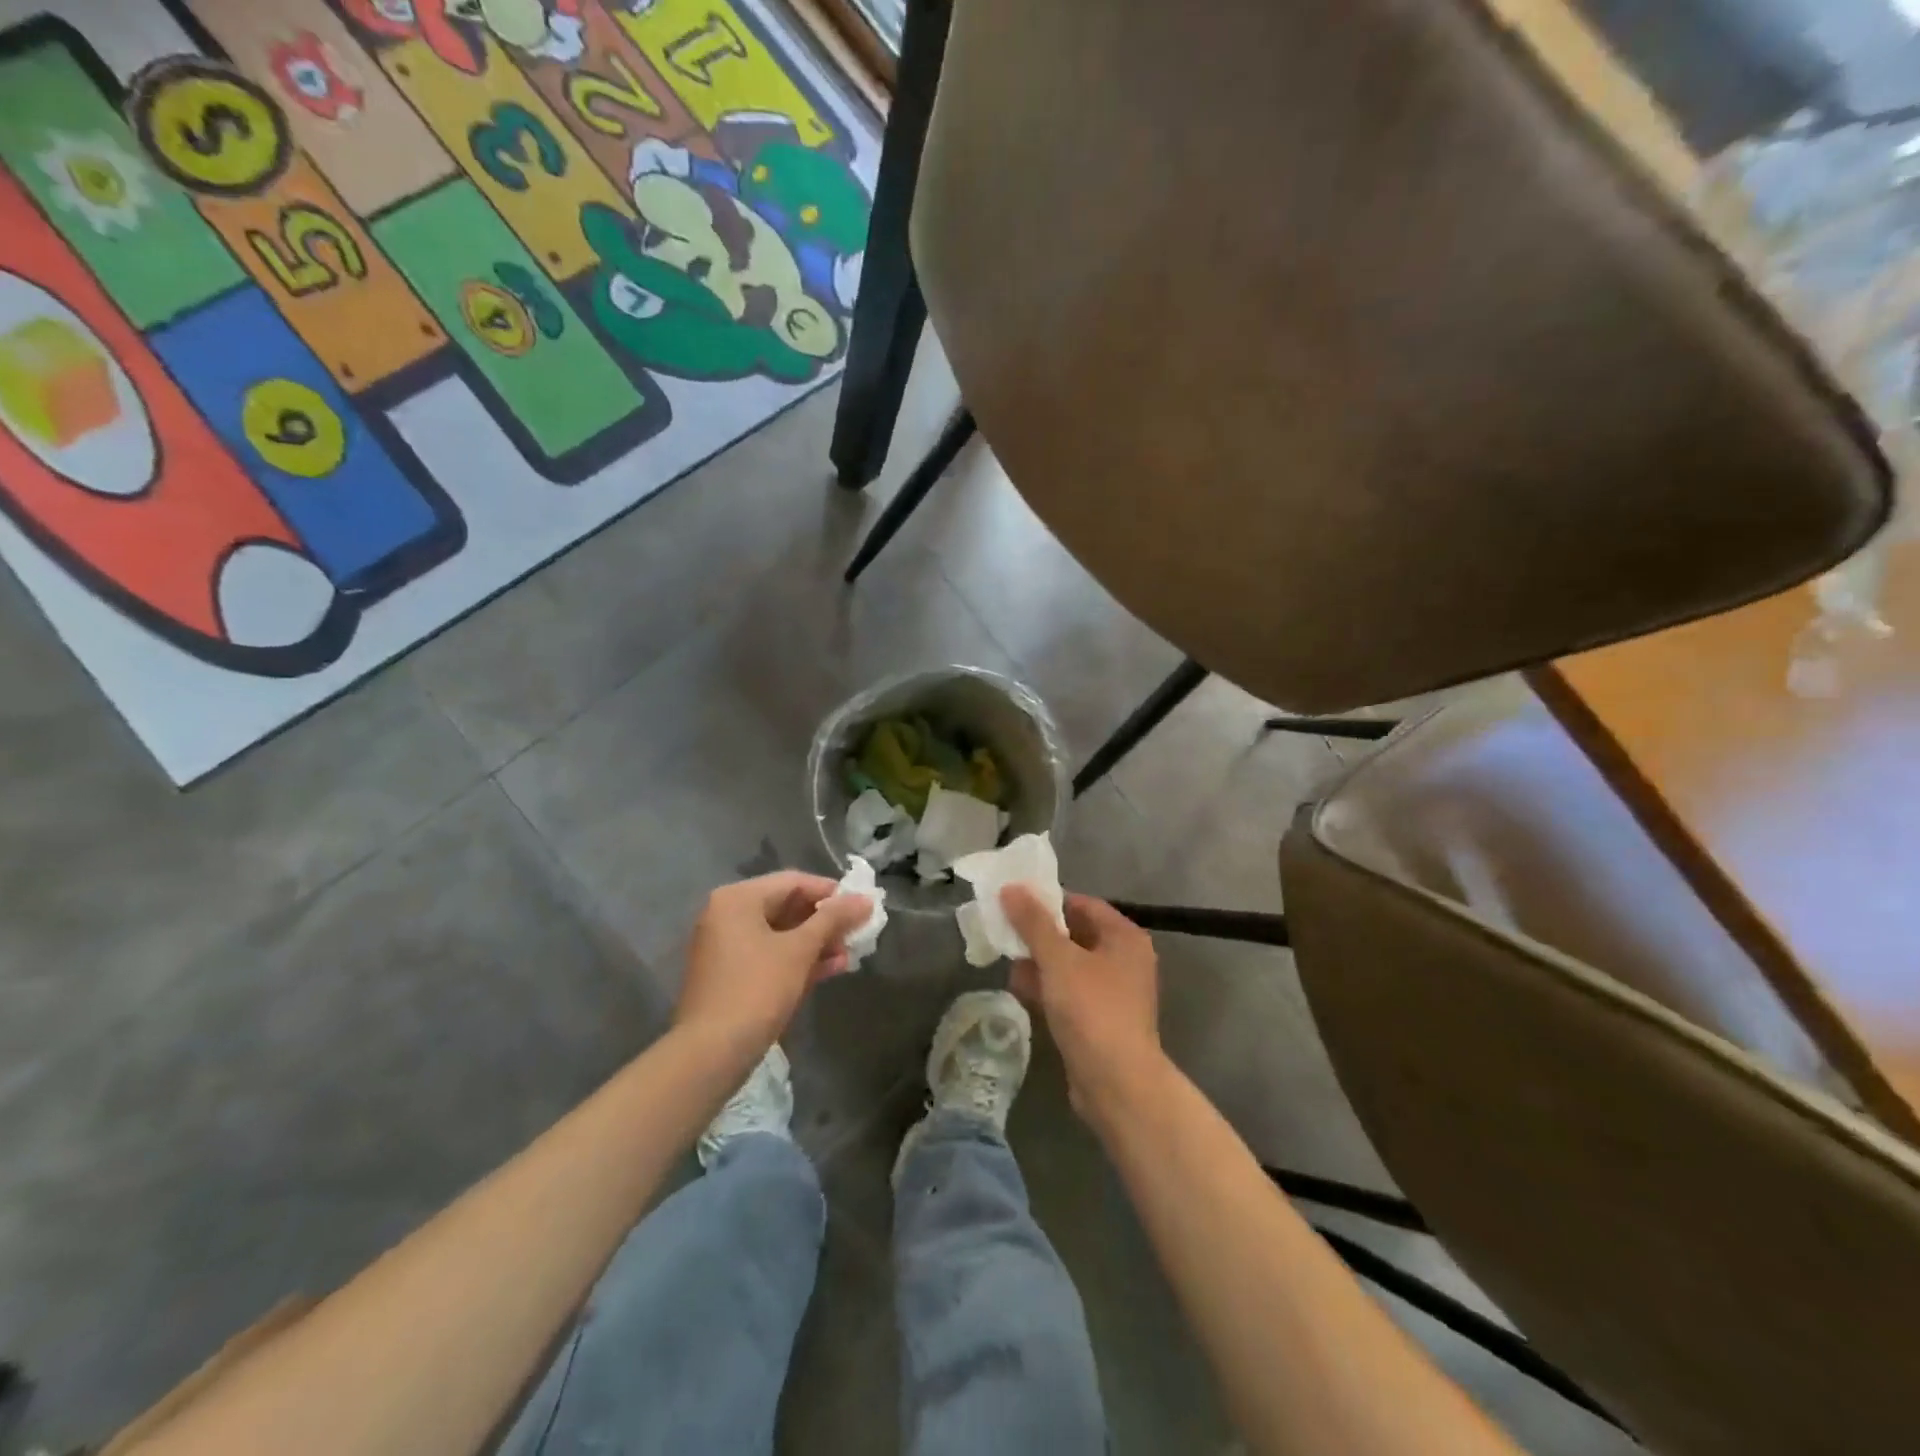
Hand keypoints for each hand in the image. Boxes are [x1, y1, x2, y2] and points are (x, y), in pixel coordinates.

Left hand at [674, 872, 871, 1068]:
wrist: (711, 1053)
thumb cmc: (757, 989)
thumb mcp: (800, 950)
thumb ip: (833, 919)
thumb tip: (865, 899)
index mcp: (738, 899)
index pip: (794, 881)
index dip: (831, 892)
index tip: (861, 907)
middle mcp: (727, 915)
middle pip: (786, 906)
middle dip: (825, 921)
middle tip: (857, 932)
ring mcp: (726, 947)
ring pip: (780, 934)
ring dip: (816, 942)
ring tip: (849, 954)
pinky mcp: (730, 975)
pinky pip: (769, 955)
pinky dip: (797, 959)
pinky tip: (830, 969)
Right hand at [1003, 888, 1163, 1115]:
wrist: (1117, 1084)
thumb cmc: (1092, 1010)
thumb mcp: (1058, 959)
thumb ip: (1033, 922)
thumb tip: (1011, 888)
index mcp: (1123, 938)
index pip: (1082, 904)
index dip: (1048, 900)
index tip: (1014, 901)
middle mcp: (1123, 960)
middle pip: (1074, 934)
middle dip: (1038, 933)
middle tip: (1003, 929)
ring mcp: (1112, 992)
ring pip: (1068, 965)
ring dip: (1038, 961)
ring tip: (1005, 958)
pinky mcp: (1099, 1020)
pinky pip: (1068, 992)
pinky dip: (1046, 987)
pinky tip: (1018, 988)